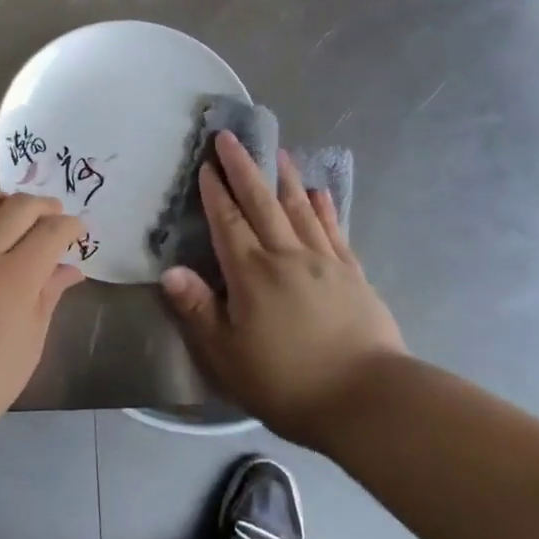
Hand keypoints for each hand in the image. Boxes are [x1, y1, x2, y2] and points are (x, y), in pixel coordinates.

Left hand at [0, 188, 86, 437]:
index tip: (77, 230)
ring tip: (5, 210)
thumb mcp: (31, 341)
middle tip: (51, 216)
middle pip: (18, 207)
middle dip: (43, 206)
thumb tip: (70, 269)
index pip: (52, 231)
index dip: (71, 225)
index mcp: (16, 276)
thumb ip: (49, 295)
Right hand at [161, 133, 406, 443]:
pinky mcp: (354, 276)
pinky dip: (325, 208)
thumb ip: (197, 311)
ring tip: (277, 151)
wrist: (370, 402)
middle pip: (261, 202)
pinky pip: (335, 232)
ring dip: (284, 178)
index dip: (215, 192)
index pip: (227, 222)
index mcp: (251, 273)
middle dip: (243, 168)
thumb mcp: (228, 356)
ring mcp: (325, 262)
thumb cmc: (288, 382)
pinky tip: (320, 192)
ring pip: (299, 209)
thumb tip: (168, 271)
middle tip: (231, 137)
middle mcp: (286, 256)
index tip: (206, 163)